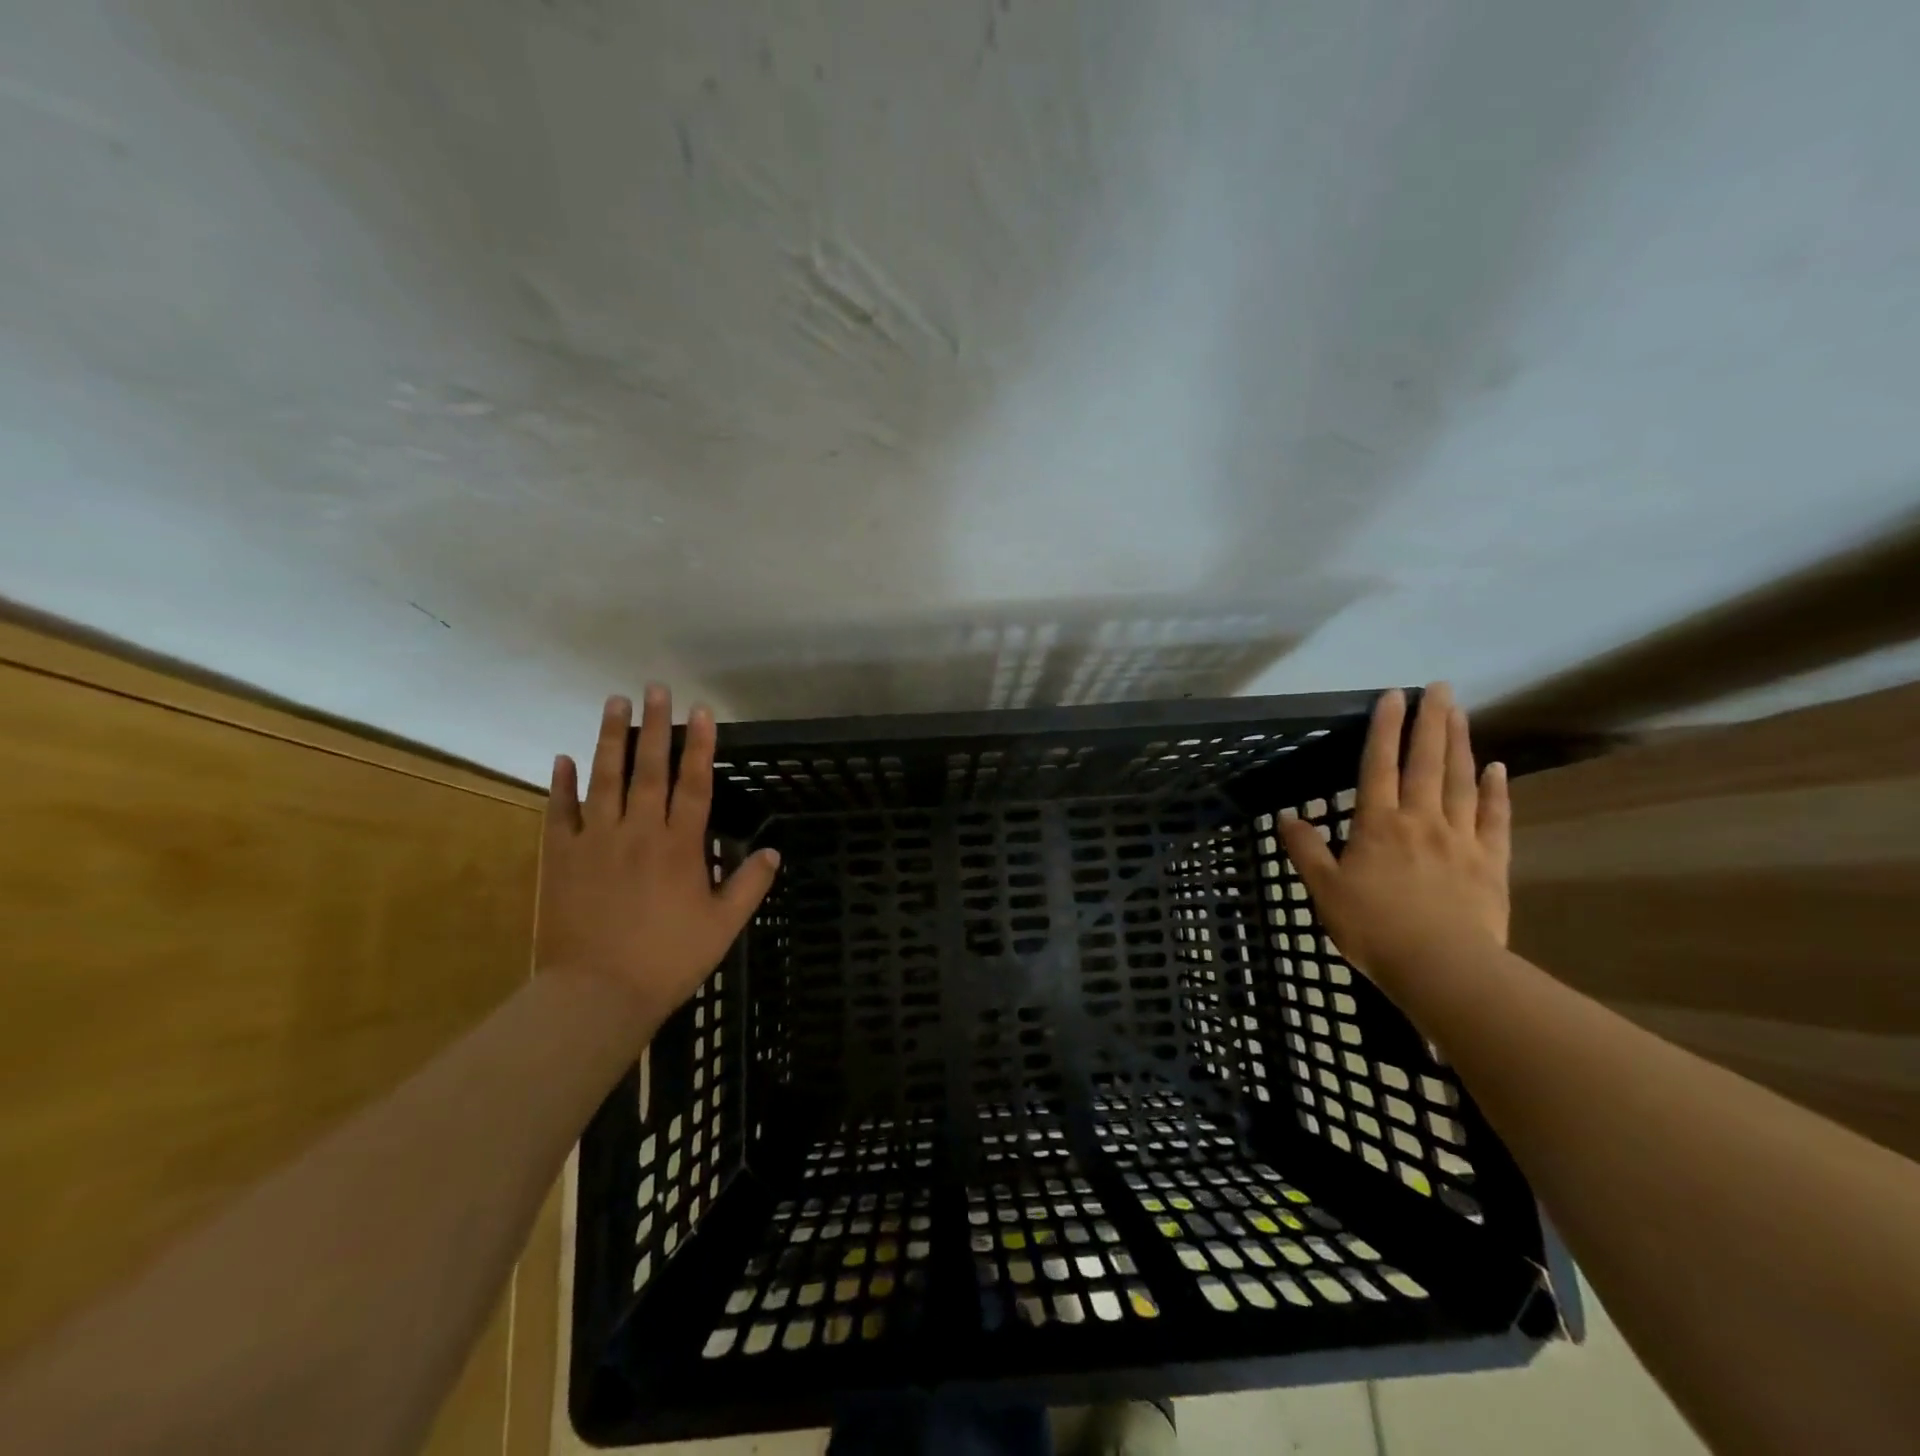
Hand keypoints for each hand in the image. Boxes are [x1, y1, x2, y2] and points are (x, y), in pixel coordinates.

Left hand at [536, 686, 779, 1030]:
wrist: (597, 994)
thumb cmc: (668, 960)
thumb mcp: (723, 926)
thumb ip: (749, 885)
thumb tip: (774, 851)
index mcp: (680, 846)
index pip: (694, 783)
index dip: (700, 745)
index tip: (702, 711)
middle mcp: (639, 831)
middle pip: (649, 768)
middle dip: (656, 725)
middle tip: (656, 689)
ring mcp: (595, 840)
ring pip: (604, 778)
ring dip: (610, 738)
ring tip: (614, 702)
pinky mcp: (559, 857)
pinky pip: (559, 811)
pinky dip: (561, 784)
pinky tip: (562, 757)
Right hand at [1279, 683, 1509, 993]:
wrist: (1442, 967)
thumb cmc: (1374, 928)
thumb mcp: (1324, 891)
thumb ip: (1306, 851)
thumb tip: (1287, 817)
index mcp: (1378, 824)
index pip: (1378, 766)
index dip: (1384, 729)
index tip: (1392, 695)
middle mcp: (1420, 820)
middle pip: (1426, 762)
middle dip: (1430, 722)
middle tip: (1440, 687)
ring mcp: (1460, 839)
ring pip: (1461, 781)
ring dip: (1460, 744)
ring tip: (1460, 713)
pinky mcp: (1490, 862)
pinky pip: (1494, 818)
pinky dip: (1496, 791)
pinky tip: (1496, 769)